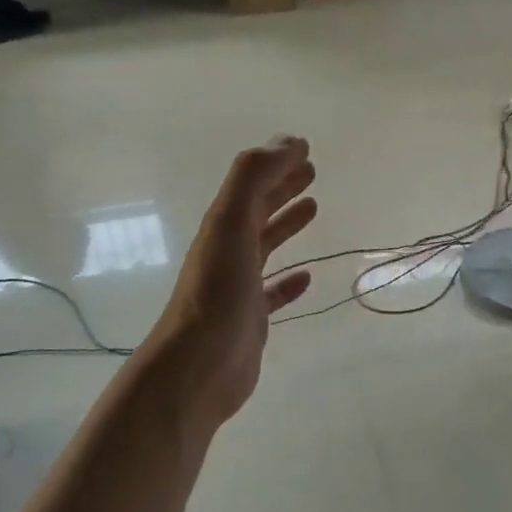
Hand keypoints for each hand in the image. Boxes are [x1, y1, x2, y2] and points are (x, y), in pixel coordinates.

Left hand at [152, 136, 317, 425]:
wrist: (197, 369)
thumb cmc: (216, 294)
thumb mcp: (231, 224)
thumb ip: (253, 179)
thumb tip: (288, 142)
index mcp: (223, 226)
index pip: (252, 184)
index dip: (276, 163)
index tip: (304, 148)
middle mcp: (228, 251)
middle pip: (257, 210)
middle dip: (281, 187)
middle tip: (311, 171)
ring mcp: (238, 286)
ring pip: (265, 245)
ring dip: (285, 224)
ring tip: (313, 207)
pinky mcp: (251, 319)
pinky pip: (272, 291)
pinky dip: (288, 280)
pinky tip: (306, 277)